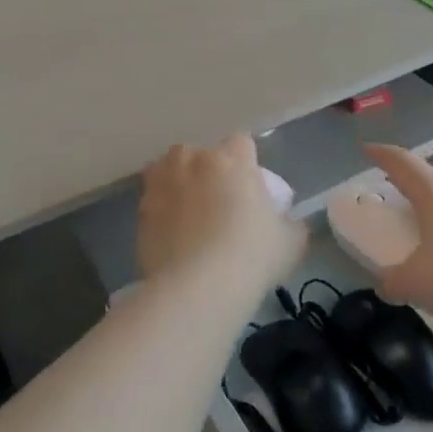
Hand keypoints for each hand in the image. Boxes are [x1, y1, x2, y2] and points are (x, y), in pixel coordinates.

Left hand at [138, 136, 306, 298]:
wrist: (197, 288)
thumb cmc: (251, 257)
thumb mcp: (290, 243)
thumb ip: (290, 224)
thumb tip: (288, 221)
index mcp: (232, 159)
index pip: (242, 143)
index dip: (246, 162)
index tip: (250, 187)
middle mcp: (194, 159)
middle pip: (201, 154)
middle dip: (209, 172)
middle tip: (218, 204)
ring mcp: (163, 181)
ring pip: (169, 170)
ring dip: (178, 183)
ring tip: (188, 214)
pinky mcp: (141, 207)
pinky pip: (152, 200)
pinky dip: (160, 210)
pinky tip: (170, 235)